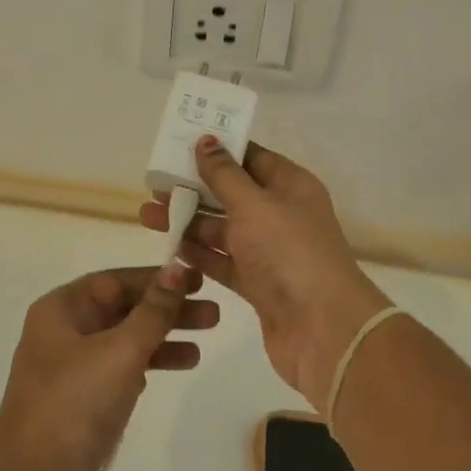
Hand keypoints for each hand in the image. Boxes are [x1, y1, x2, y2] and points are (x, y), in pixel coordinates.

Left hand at [0, 265, 218, 470]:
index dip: (156, 278)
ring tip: (202, 347)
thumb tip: (176, 269)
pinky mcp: (81, 405)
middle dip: (166, 310)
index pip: (114, 281)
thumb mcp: (120, 350)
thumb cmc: (76, 404)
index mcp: (60, 310)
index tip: (197, 280)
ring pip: (124, 342)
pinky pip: (120, 372)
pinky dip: (147, 366)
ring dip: (162, 340)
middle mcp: (62, 333)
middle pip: (121, 310)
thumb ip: (153, 310)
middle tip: (213, 314)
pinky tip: (173, 369)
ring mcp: (70, 371)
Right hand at [140, 137, 389, 410]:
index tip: (179, 144)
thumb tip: (206, 140)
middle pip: (232, 194)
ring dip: (188, 222)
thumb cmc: (289, 253)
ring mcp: (270, 252)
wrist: (324, 330)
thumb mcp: (253, 205)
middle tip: (153, 185)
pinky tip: (169, 249)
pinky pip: (223, 262)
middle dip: (194, 189)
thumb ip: (224, 174)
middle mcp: (281, 214)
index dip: (218, 150)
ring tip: (147, 216)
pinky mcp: (258, 285)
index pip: (251, 158)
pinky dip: (199, 255)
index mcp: (290, 186)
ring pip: (223, 230)